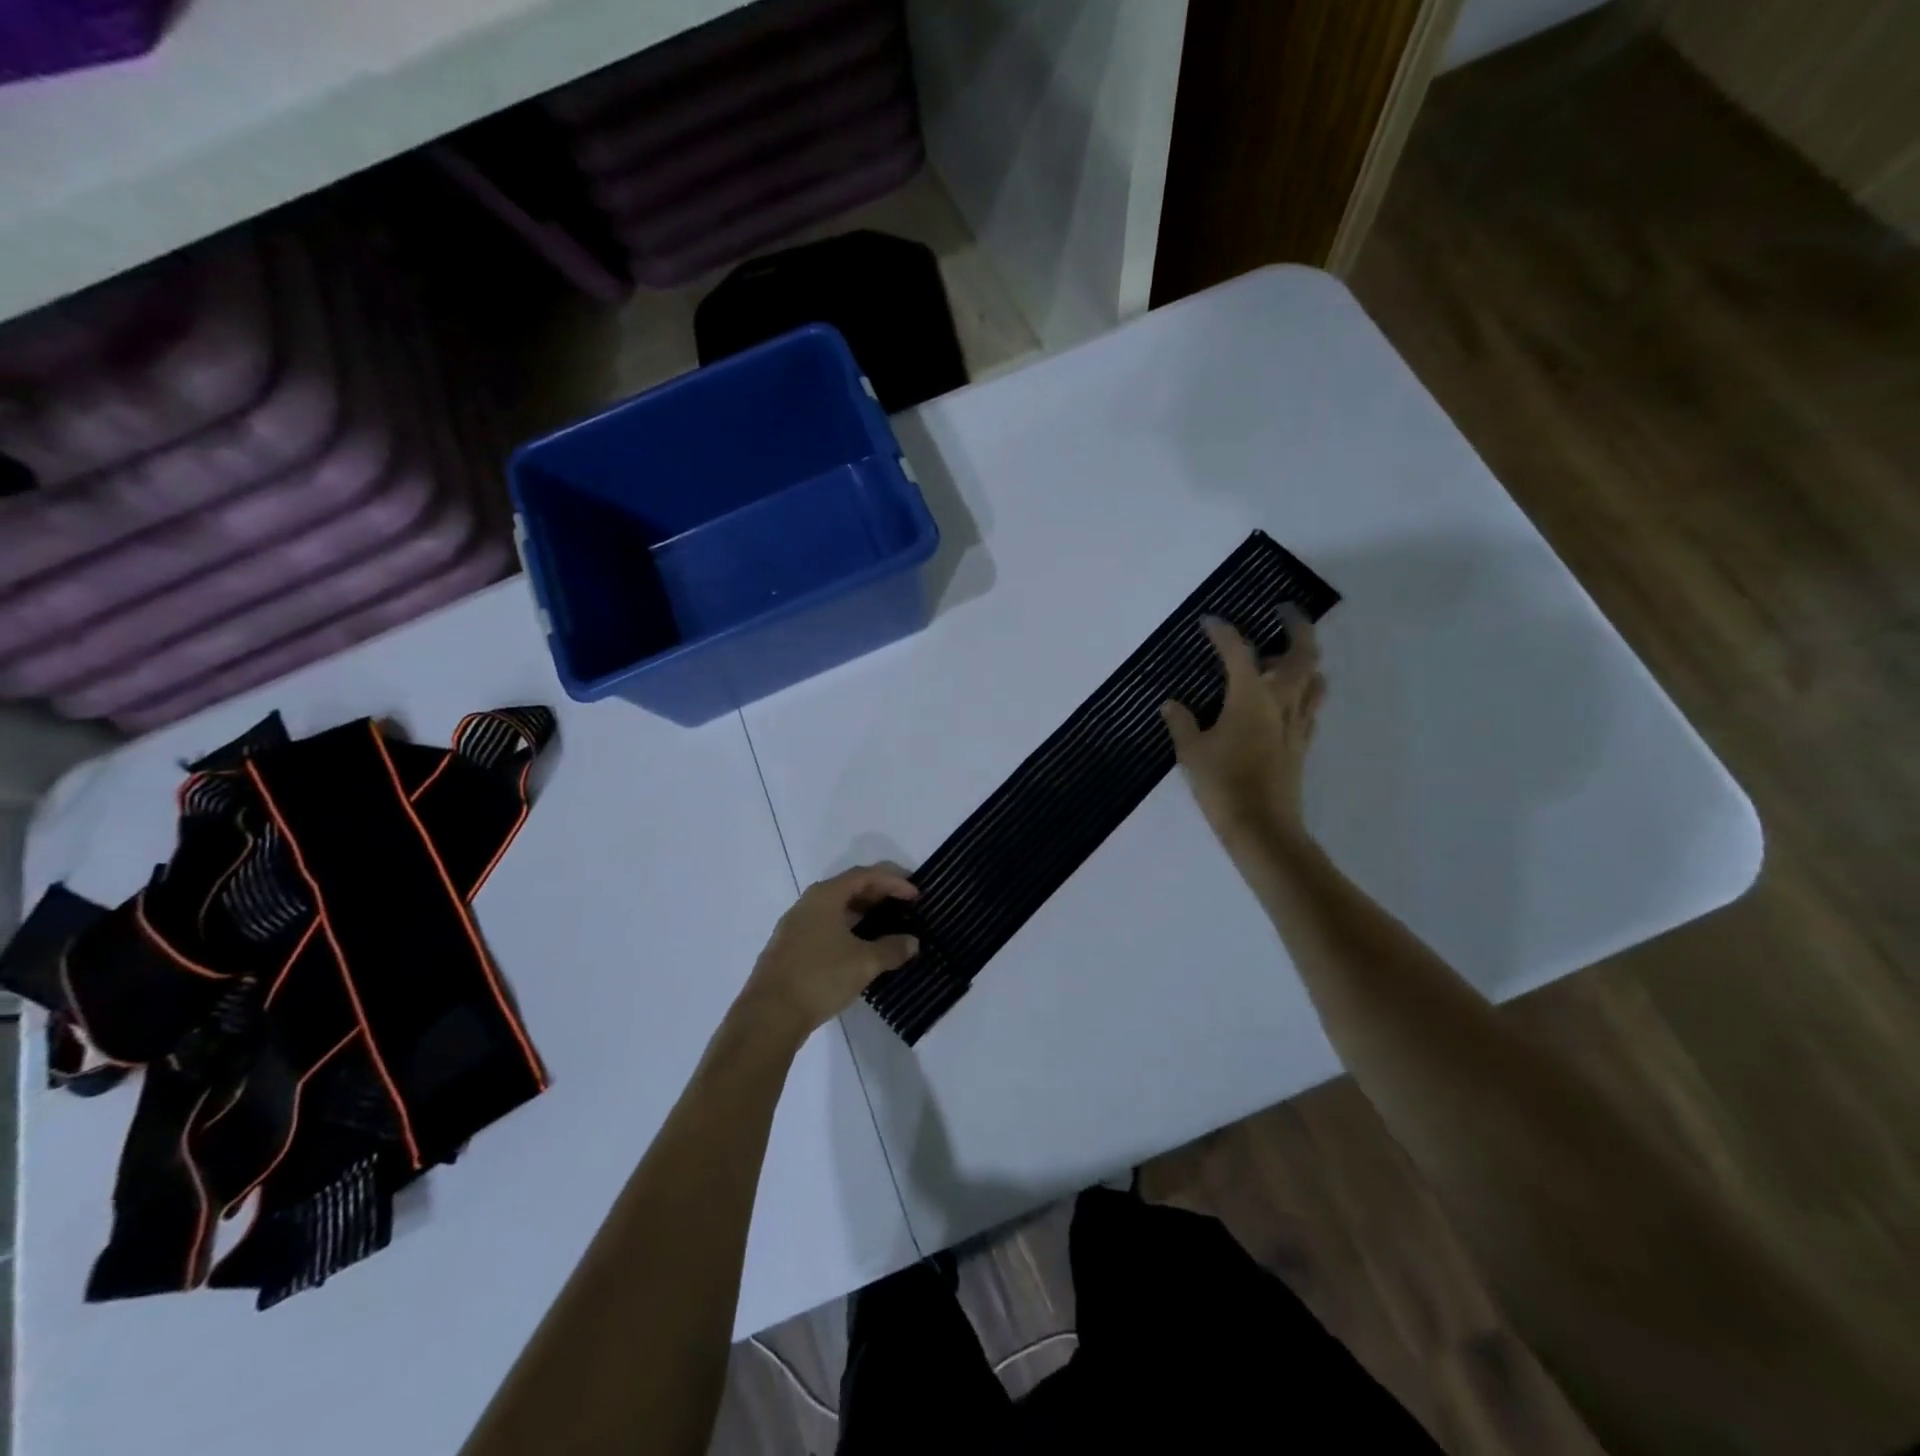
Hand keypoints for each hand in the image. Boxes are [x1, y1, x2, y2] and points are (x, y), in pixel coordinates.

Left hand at [738, 866, 919, 1038]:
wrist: (769, 1015)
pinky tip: (861, 948)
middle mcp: (808, 903)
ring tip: (888, 926)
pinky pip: (826, 927)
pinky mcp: (791, 948)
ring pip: (836, 909)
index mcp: (825, 896)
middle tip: (905, 906)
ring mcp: (796, 926)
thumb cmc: (820, 977)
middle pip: (849, 888)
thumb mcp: (864, 963)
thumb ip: (892, 949)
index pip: (865, 875)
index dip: (894, 882)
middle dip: (879, 894)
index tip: (916, 895)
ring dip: (864, 914)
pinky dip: (848, 930)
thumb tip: (912, 942)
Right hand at [1161, 606, 1324, 843]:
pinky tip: (1285, 702)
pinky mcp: (1302, 745)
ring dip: (1306, 661)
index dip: (1223, 632)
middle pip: (1302, 654)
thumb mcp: (1191, 753)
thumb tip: (1171, 704)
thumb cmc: (1222, 785)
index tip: (1209, 621)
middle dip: (1296, 626)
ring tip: (1285, 657)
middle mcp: (1281, 702)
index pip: (1238, 652)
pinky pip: (1310, 708)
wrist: (1262, 827)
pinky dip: (1303, 693)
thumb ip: (1182, 723)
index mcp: (1250, 698)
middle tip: (1283, 611)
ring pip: (1315, 680)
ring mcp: (1296, 724)